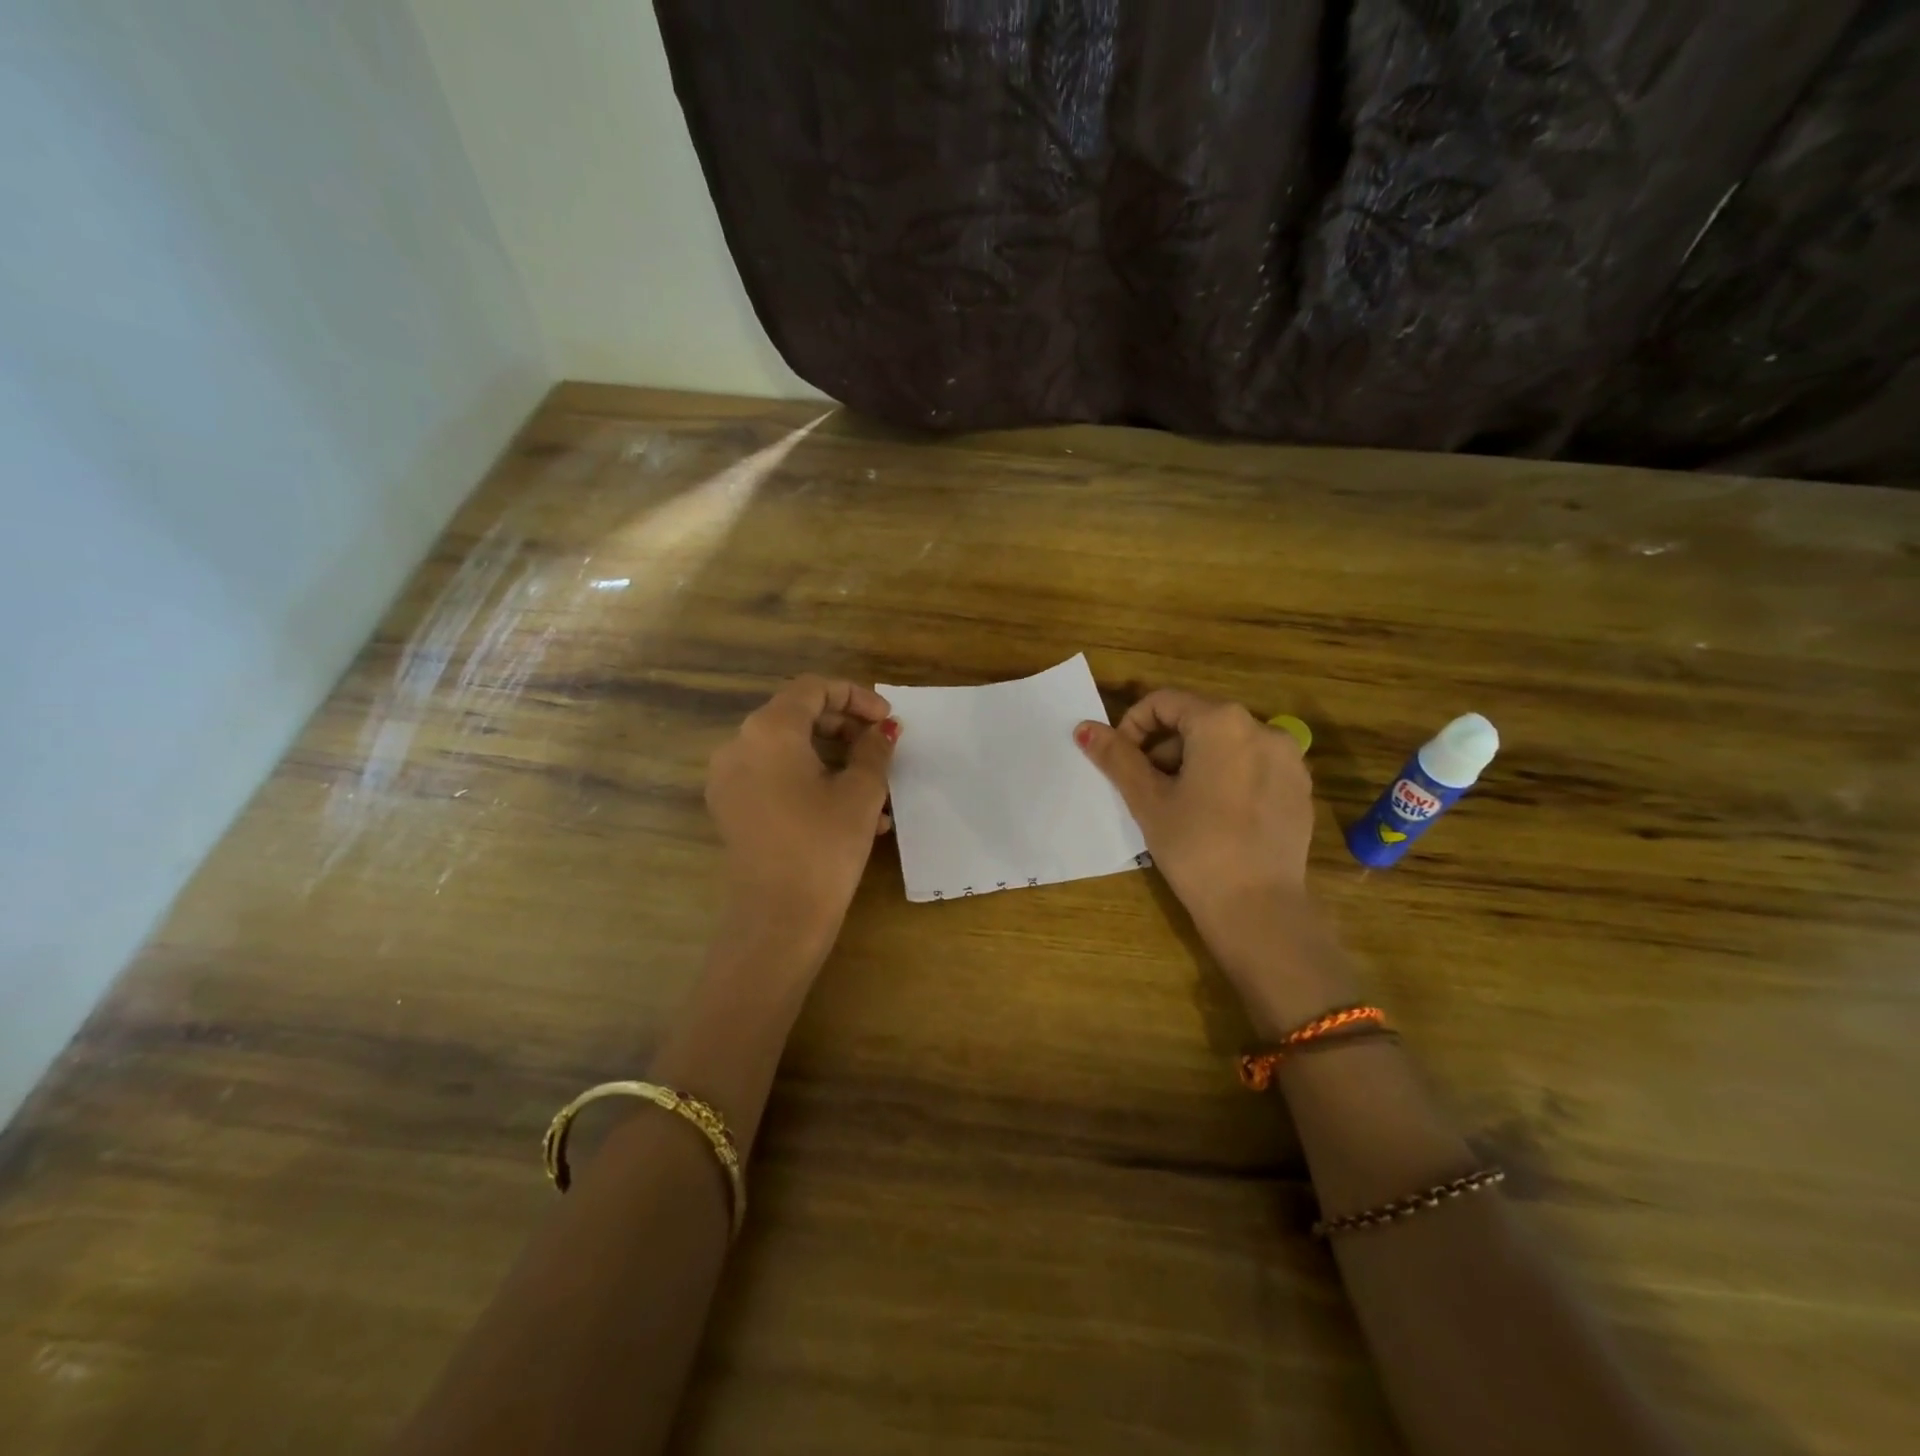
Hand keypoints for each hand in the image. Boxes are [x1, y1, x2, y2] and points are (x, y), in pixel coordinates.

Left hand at [706, 676, 897, 944]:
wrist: (777, 919)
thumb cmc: (824, 846)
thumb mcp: (862, 793)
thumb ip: (874, 749)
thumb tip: (883, 729)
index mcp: (769, 730)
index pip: (813, 688)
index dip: (856, 696)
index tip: (887, 720)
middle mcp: (739, 745)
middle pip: (797, 715)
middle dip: (846, 727)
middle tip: (882, 747)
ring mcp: (729, 779)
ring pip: (788, 749)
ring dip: (834, 757)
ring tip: (877, 789)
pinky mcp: (732, 808)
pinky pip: (775, 777)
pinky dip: (811, 780)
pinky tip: (850, 812)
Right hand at [1075, 689, 1351, 1024]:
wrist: (1259, 908)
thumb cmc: (1195, 847)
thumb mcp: (1148, 800)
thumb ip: (1117, 757)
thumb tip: (1084, 728)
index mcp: (1222, 723)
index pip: (1165, 702)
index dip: (1133, 726)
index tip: (1122, 762)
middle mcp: (1263, 728)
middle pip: (1197, 720)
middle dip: (1164, 748)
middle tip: (1147, 788)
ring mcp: (1289, 759)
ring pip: (1227, 744)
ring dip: (1194, 762)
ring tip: (1180, 806)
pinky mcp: (1300, 788)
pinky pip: (1253, 766)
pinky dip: (1227, 777)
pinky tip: (1216, 818)